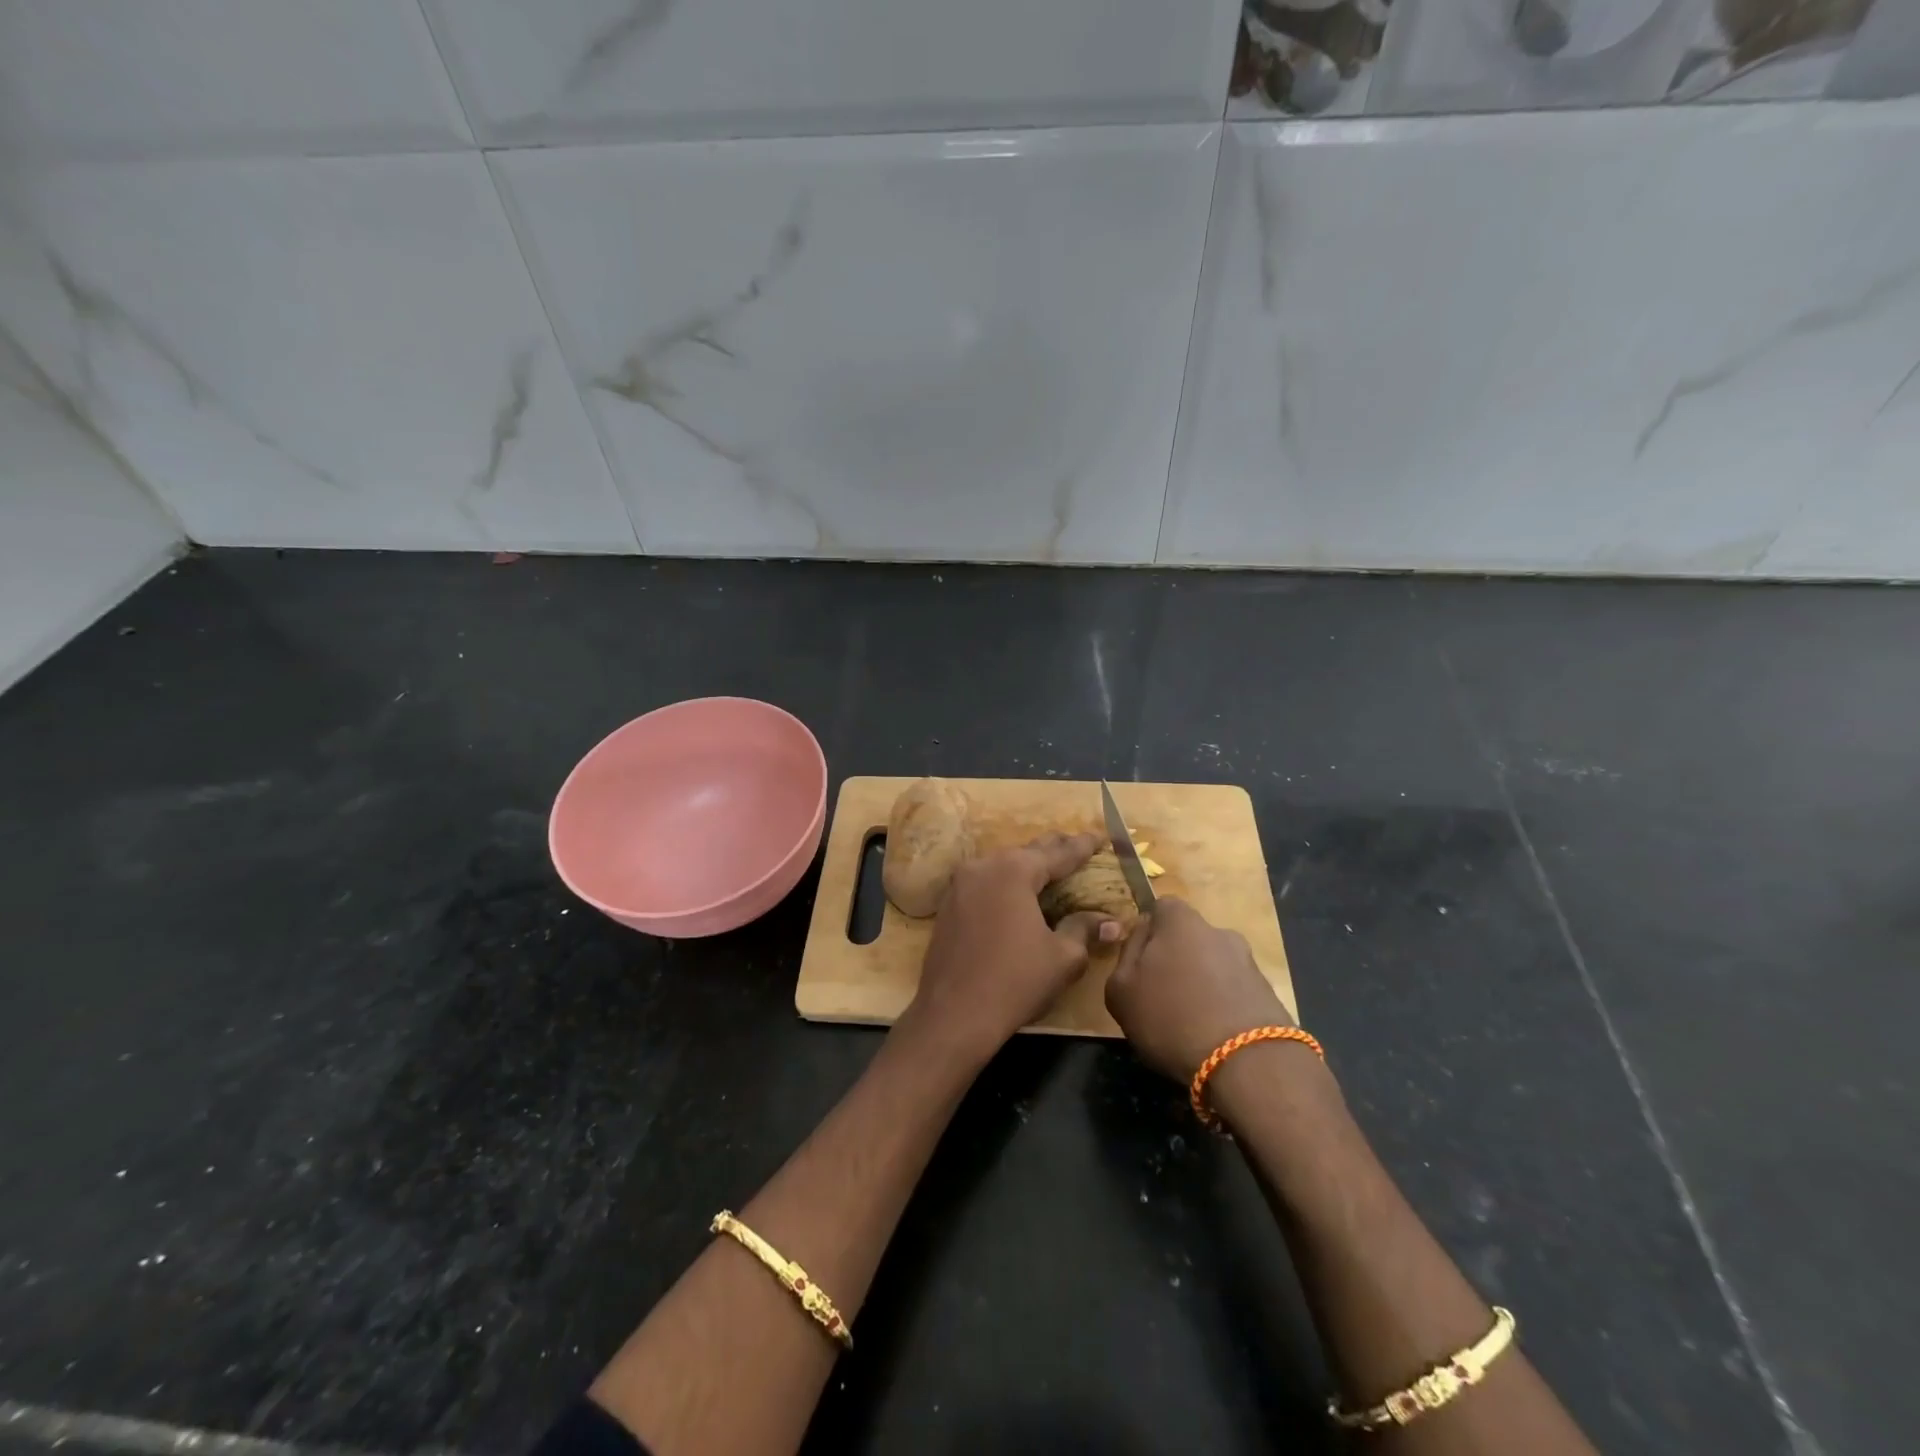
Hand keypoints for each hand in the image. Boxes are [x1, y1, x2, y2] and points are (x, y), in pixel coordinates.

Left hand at [905, 832, 1121, 1061]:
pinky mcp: (948, 904)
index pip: (1058, 853)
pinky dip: (1006, 883)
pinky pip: (985, 882)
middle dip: (1054, 849)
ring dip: (1027, 866)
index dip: (1083, 847)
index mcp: (1014, 871)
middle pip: (1027, 852)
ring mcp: (960, 884)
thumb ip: (1084, 929)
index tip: (1101, 838)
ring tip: (1051, 868)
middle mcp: (984, 866)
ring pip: (1002, 865)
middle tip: (1078, 847)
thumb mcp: (1062, 957)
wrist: (953, 1014)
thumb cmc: (1015, 982)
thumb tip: (1111, 922)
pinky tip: (1017, 894)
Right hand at [1105, 896, 1292, 1082]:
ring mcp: (1249, 963)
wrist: (1248, 1064)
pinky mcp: (1269, 996)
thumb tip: (1142, 939)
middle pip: (1190, 938)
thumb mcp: (1120, 989)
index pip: (1161, 908)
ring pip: (1214, 967)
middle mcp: (1219, 932)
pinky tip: (1213, 1037)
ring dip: (1202, 986)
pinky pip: (1235, 993)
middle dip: (1177, 960)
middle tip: (1161, 996)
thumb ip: (1126, 955)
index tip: (1140, 963)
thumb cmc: (1171, 1017)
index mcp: (1181, 921)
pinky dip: (1223, 1008)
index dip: (1149, 932)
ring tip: (1189, 1023)